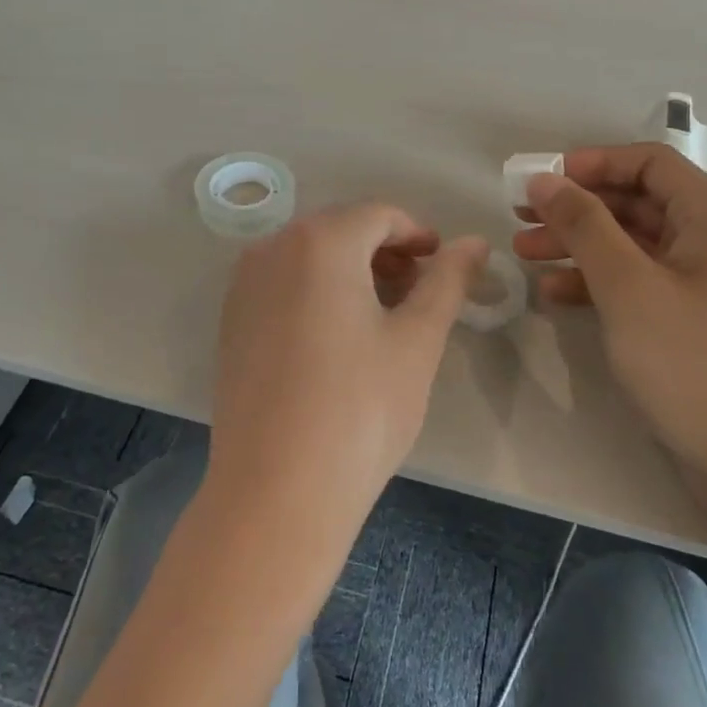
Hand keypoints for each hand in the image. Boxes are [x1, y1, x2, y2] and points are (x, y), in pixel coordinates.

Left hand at [209, 204, 487, 542]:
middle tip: (421, 292)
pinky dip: (318, 292)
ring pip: (310, 257)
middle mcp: (272, 249)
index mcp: (319, 241)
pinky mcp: (231, 322)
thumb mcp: (418, 340)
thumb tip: (475, 243)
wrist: (277, 490)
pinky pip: (283, 285)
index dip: (418, 235)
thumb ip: (448, 280)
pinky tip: (339, 337)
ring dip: (353, 271)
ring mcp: (243, 286)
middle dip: (386, 252)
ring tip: (386, 316)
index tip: (444, 265)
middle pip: (341, 231)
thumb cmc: (361, 408)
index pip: (379, 215)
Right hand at [514, 144, 706, 499]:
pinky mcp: (695, 322)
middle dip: (576, 209)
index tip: (538, 182)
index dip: (590, 164)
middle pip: (638, 203)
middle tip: (520, 221)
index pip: (649, 163)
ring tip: (524, 256)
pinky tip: (556, 295)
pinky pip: (641, 284)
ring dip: (579, 246)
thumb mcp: (629, 287)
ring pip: (634, 245)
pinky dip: (599, 283)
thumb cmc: (694, 364)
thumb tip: (544, 179)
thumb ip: (584, 226)